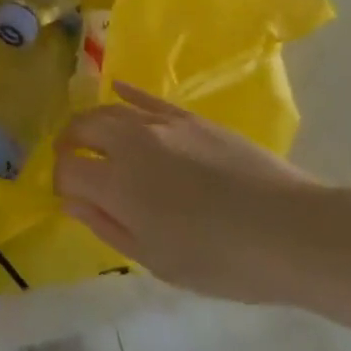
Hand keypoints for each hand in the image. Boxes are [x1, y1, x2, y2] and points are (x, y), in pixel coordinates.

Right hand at [55, 81, 329, 304]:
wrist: (290, 230)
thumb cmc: (223, 260)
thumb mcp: (158, 261)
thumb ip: (108, 227)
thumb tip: (71, 202)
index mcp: (118, 184)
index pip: (67, 169)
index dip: (60, 182)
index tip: (68, 198)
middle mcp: (129, 142)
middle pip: (82, 129)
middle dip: (69, 144)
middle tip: (72, 162)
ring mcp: (159, 123)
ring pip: (109, 110)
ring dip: (93, 123)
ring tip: (93, 138)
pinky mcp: (186, 116)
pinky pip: (144, 97)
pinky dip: (125, 93)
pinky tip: (116, 89)